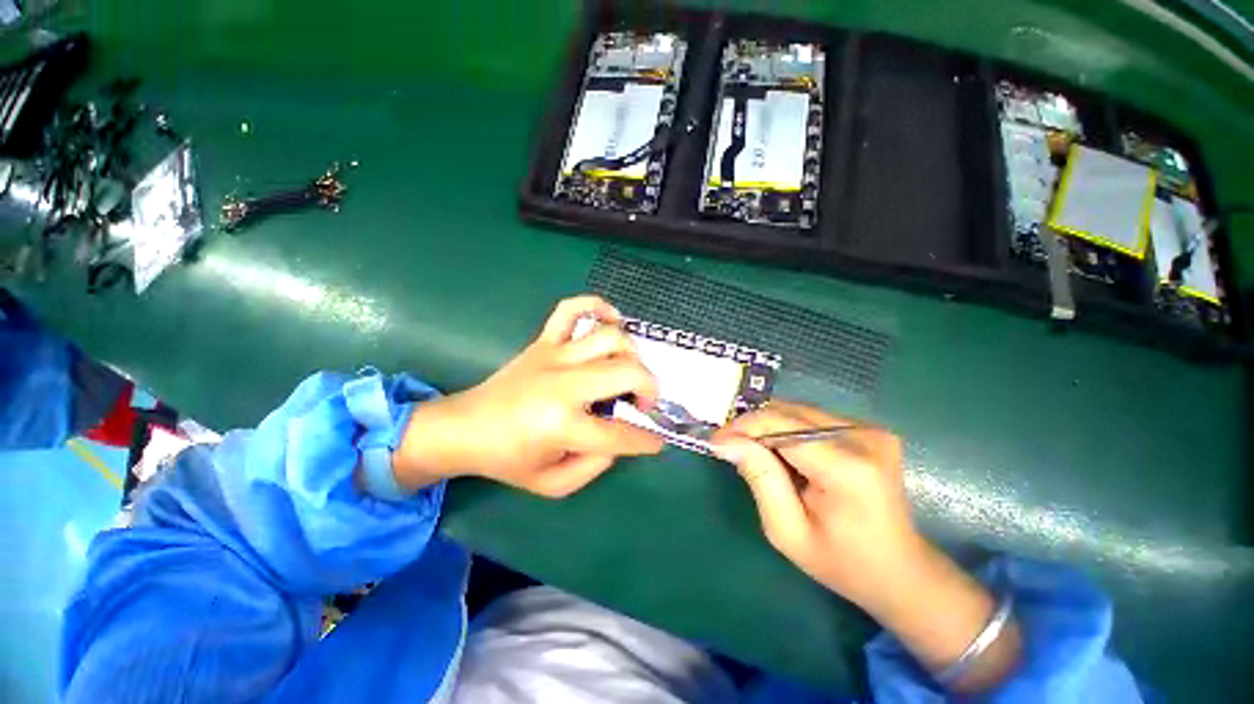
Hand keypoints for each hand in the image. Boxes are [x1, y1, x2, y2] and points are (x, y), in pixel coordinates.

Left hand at [392, 295, 664, 497]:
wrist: (465, 427)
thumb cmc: (508, 459)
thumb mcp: (553, 484)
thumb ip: (595, 466)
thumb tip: (621, 439)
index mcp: (562, 424)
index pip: (621, 433)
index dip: (647, 440)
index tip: (657, 441)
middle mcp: (563, 384)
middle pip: (627, 373)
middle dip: (650, 389)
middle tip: (643, 404)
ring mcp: (553, 356)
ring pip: (610, 338)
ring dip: (632, 354)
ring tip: (630, 370)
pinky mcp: (543, 342)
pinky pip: (571, 309)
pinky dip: (596, 306)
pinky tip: (611, 319)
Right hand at [710, 401, 917, 604]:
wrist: (900, 570)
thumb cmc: (841, 562)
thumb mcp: (787, 531)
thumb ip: (759, 478)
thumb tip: (727, 441)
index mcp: (848, 468)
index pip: (782, 425)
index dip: (743, 427)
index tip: (716, 441)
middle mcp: (863, 437)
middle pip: (789, 412)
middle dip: (753, 426)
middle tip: (730, 446)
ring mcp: (870, 429)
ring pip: (798, 410)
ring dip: (769, 426)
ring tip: (753, 450)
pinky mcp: (869, 429)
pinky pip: (812, 417)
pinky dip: (787, 428)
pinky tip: (782, 451)